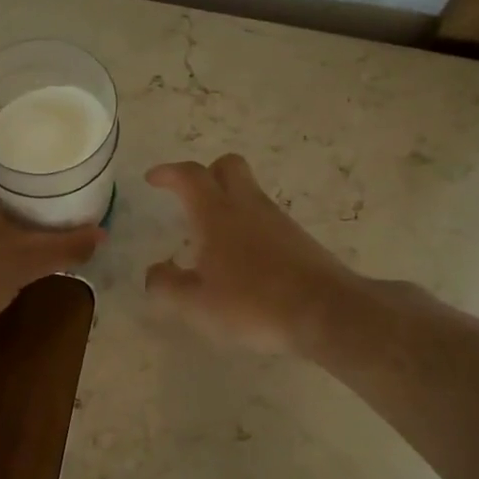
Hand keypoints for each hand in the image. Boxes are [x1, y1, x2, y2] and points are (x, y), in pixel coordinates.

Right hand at [144, 154, 362, 355]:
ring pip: (249, 192)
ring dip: (228, 202)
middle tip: (189, 196)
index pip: (190, 176)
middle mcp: (248, 207)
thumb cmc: (252, 303)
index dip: (168, 173)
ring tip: (212, 237)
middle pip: (228, 166)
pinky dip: (248, 226)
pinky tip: (243, 259)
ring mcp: (278, 221)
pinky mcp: (299, 239)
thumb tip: (154, 272)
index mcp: (217, 214)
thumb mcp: (197, 304)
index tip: (153, 179)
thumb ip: (167, 286)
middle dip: (206, 173)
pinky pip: (266, 218)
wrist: (326, 312)